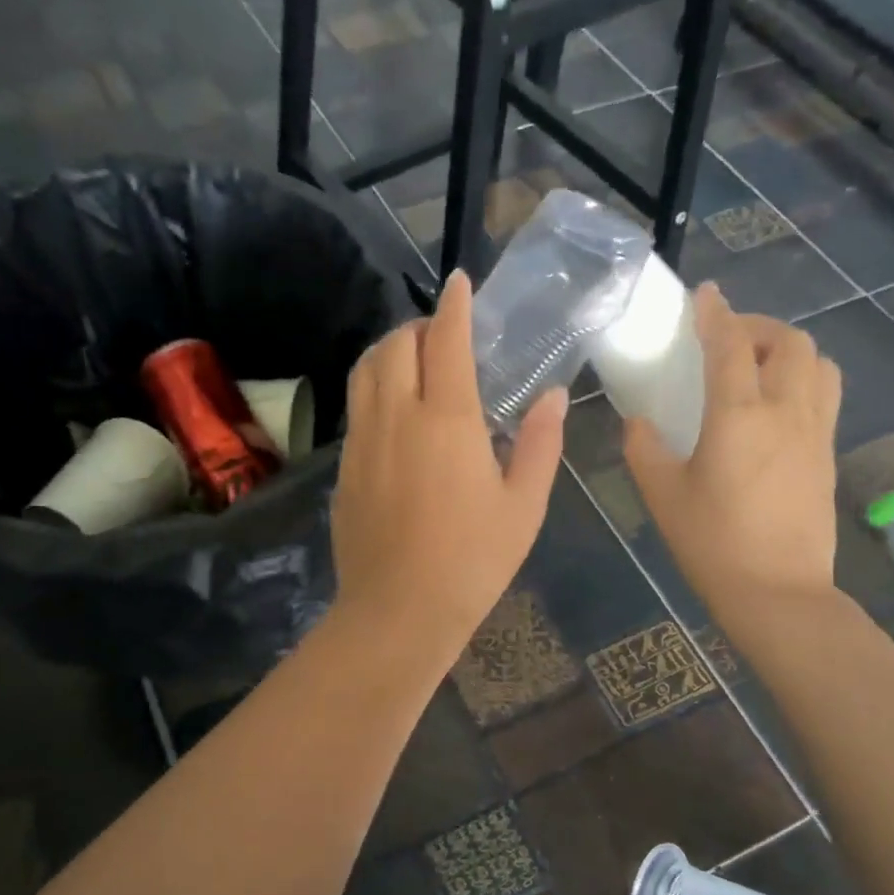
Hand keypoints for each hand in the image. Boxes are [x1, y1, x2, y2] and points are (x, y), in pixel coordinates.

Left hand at [331, 271, 566, 659]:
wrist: (398, 612)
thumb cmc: (472, 562)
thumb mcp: (523, 506)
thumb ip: (539, 444)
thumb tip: (550, 396)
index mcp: (447, 419)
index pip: (445, 339)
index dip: (454, 305)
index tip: (460, 282)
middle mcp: (396, 417)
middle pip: (396, 345)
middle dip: (418, 327)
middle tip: (443, 338)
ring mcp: (362, 442)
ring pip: (365, 372)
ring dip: (389, 353)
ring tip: (413, 364)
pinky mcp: (343, 469)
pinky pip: (357, 409)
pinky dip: (374, 390)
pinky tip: (394, 416)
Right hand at [624, 284, 841, 620]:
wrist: (777, 591)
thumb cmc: (710, 542)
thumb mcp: (662, 494)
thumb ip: (644, 448)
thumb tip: (639, 421)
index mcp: (739, 416)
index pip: (730, 345)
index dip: (716, 314)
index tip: (704, 294)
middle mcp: (786, 410)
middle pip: (788, 342)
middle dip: (757, 326)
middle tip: (726, 338)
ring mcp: (815, 431)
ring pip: (818, 362)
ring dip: (787, 349)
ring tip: (757, 365)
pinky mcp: (828, 454)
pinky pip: (825, 393)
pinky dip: (802, 377)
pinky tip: (776, 404)